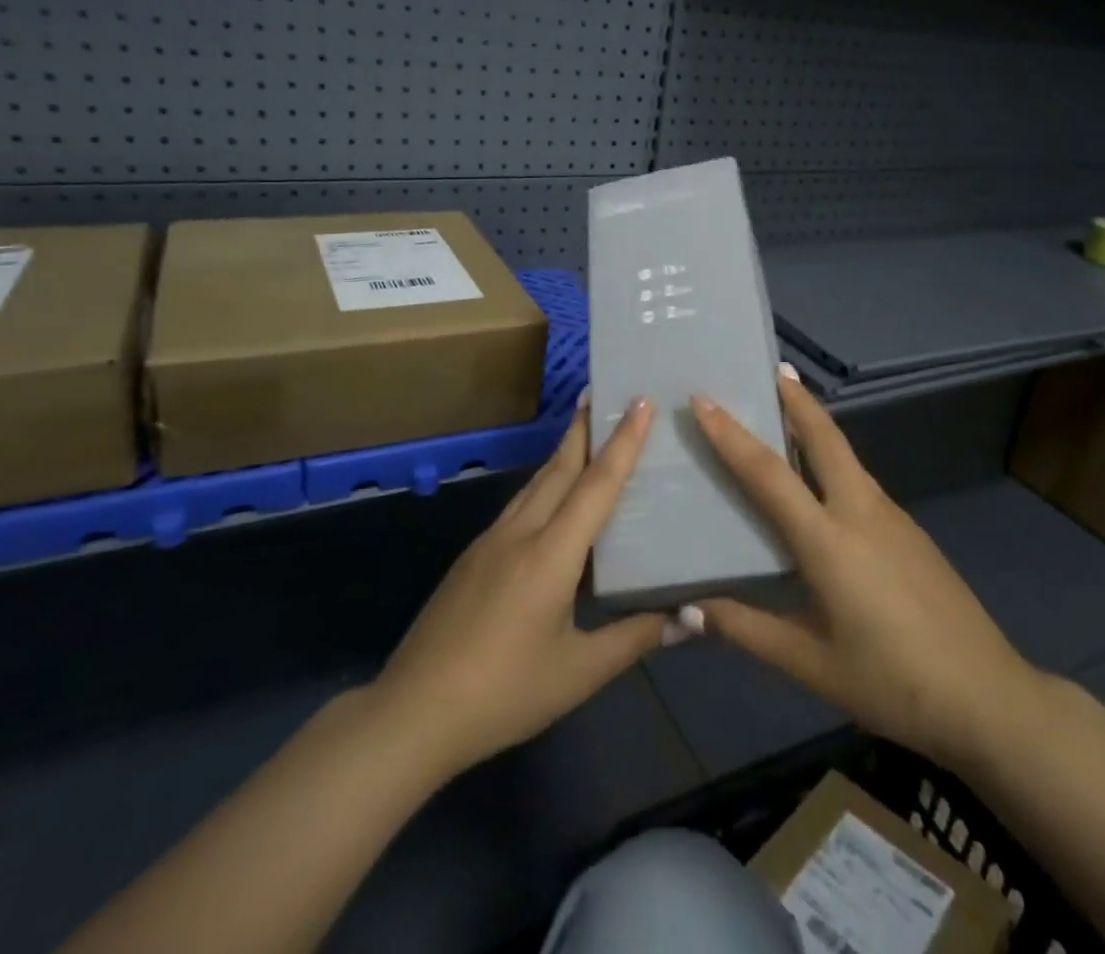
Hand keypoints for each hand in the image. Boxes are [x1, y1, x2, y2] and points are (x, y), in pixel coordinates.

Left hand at [366, 396, 673, 782]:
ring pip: (535, 483)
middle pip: (559, 468)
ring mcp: (490, 541)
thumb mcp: (578, 672)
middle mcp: (520, 532)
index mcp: (551, 553)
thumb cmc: (505, 692)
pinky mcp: (472, 556)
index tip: (638, 401)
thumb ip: (634, 638)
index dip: (622, 442)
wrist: (414, 711)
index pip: (596, 484)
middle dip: (583, 428)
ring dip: (562, 454)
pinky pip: (518, 505)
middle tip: (602, 393)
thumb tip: (690, 619)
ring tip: (583, 433)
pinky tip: (549, 498)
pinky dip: (543, 484)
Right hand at [689, 373, 1042, 768]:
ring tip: (787, 414)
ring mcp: (892, 516)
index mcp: (827, 540)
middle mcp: (860, 511)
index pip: (768, 474)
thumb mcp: (810, 664)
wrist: (988, 698)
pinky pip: (861, 480)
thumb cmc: (891, 682)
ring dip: (816, 425)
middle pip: (824, 437)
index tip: (703, 400)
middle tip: (771, 370)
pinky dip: (834, 461)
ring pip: (846, 455)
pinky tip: (824, 486)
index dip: (731, 435)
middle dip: (796, 399)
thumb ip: (745, 629)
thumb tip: (684, 612)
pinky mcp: (910, 530)